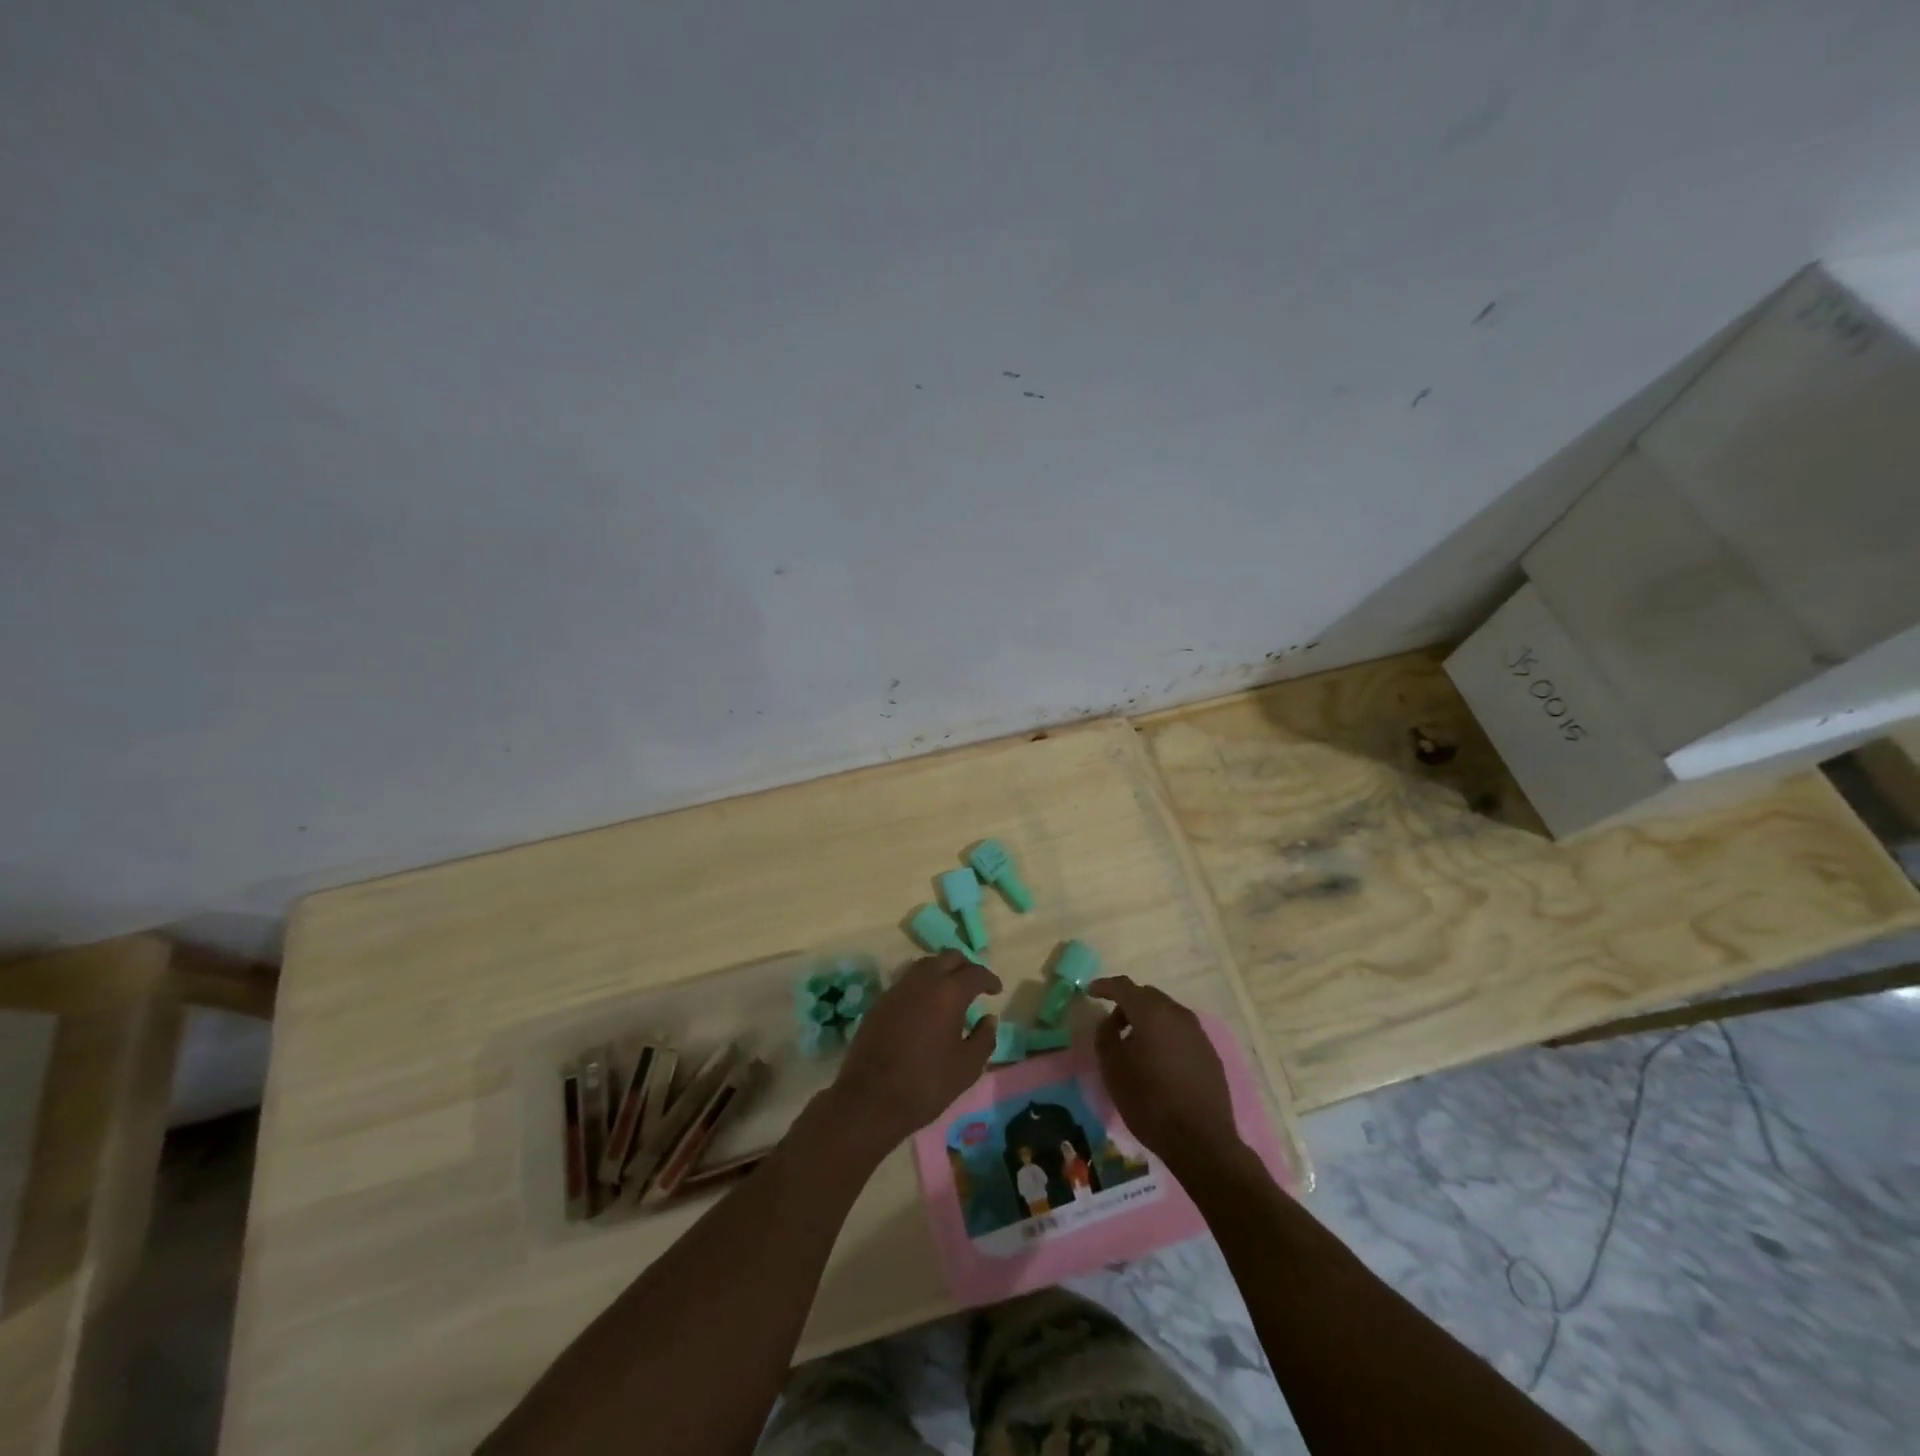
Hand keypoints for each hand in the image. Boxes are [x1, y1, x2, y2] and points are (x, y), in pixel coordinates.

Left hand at [832, 952, 1001, 1147]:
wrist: (870, 1099)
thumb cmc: (926, 1084)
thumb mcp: (967, 1068)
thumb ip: (984, 1039)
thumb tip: (988, 1019)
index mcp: (949, 992)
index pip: (974, 972)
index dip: (989, 979)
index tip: (996, 990)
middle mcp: (922, 981)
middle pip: (948, 958)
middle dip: (965, 967)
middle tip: (975, 986)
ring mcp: (897, 989)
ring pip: (925, 965)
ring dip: (942, 972)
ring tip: (950, 994)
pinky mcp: (880, 1002)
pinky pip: (907, 981)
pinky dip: (922, 985)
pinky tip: (925, 1007)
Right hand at [1090, 976, 1241, 1171]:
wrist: (1202, 1141)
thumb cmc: (1149, 1102)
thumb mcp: (1113, 1068)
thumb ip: (1106, 1035)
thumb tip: (1110, 1021)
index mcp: (1151, 1013)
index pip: (1123, 986)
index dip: (1105, 986)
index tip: (1090, 991)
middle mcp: (1177, 1014)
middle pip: (1147, 996)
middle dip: (1127, 1003)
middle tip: (1113, 1024)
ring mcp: (1197, 1032)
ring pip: (1166, 1012)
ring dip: (1147, 1019)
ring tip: (1135, 1044)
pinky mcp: (1209, 1052)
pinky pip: (1181, 1031)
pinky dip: (1165, 1034)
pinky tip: (1159, 1059)